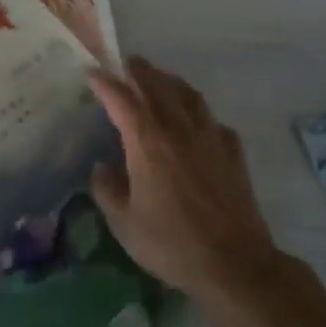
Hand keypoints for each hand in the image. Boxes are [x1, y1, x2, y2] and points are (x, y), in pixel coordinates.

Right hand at [88, 58, 279, 300]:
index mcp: (147, 141)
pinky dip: (200, 113)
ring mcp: (210, 137)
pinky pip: (213, 121)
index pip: (121, 99)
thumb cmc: (171, 243)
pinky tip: (198, 122)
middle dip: (139, 71)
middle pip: (157, 86)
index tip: (91, 73)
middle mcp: (178, 128)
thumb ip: (107, 190)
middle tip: (127, 63)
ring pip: (189, 95)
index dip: (104, 83)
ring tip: (161, 79)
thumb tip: (102, 168)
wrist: (233, 263)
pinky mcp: (233, 153)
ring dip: (171, 81)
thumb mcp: (124, 223)